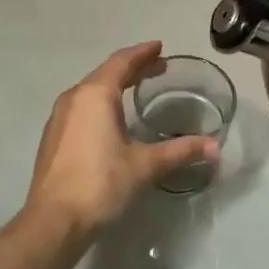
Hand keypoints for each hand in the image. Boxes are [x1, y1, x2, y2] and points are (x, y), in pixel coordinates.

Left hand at [24, 41, 217, 238]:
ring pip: (91, 91)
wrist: (53, 221)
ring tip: (137, 90)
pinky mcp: (53, 138)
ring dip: (115, 86)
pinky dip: (101, 103)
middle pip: (106, 73)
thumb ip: (180, 152)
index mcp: (95, 95)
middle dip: (132, 68)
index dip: (143, 53)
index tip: (160, 47)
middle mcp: (74, 98)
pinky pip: (81, 108)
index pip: (122, 62)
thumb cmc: (101, 184)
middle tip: (157, 67)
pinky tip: (111, 119)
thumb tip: (214, 147)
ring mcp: (59, 118)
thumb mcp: (145, 166)